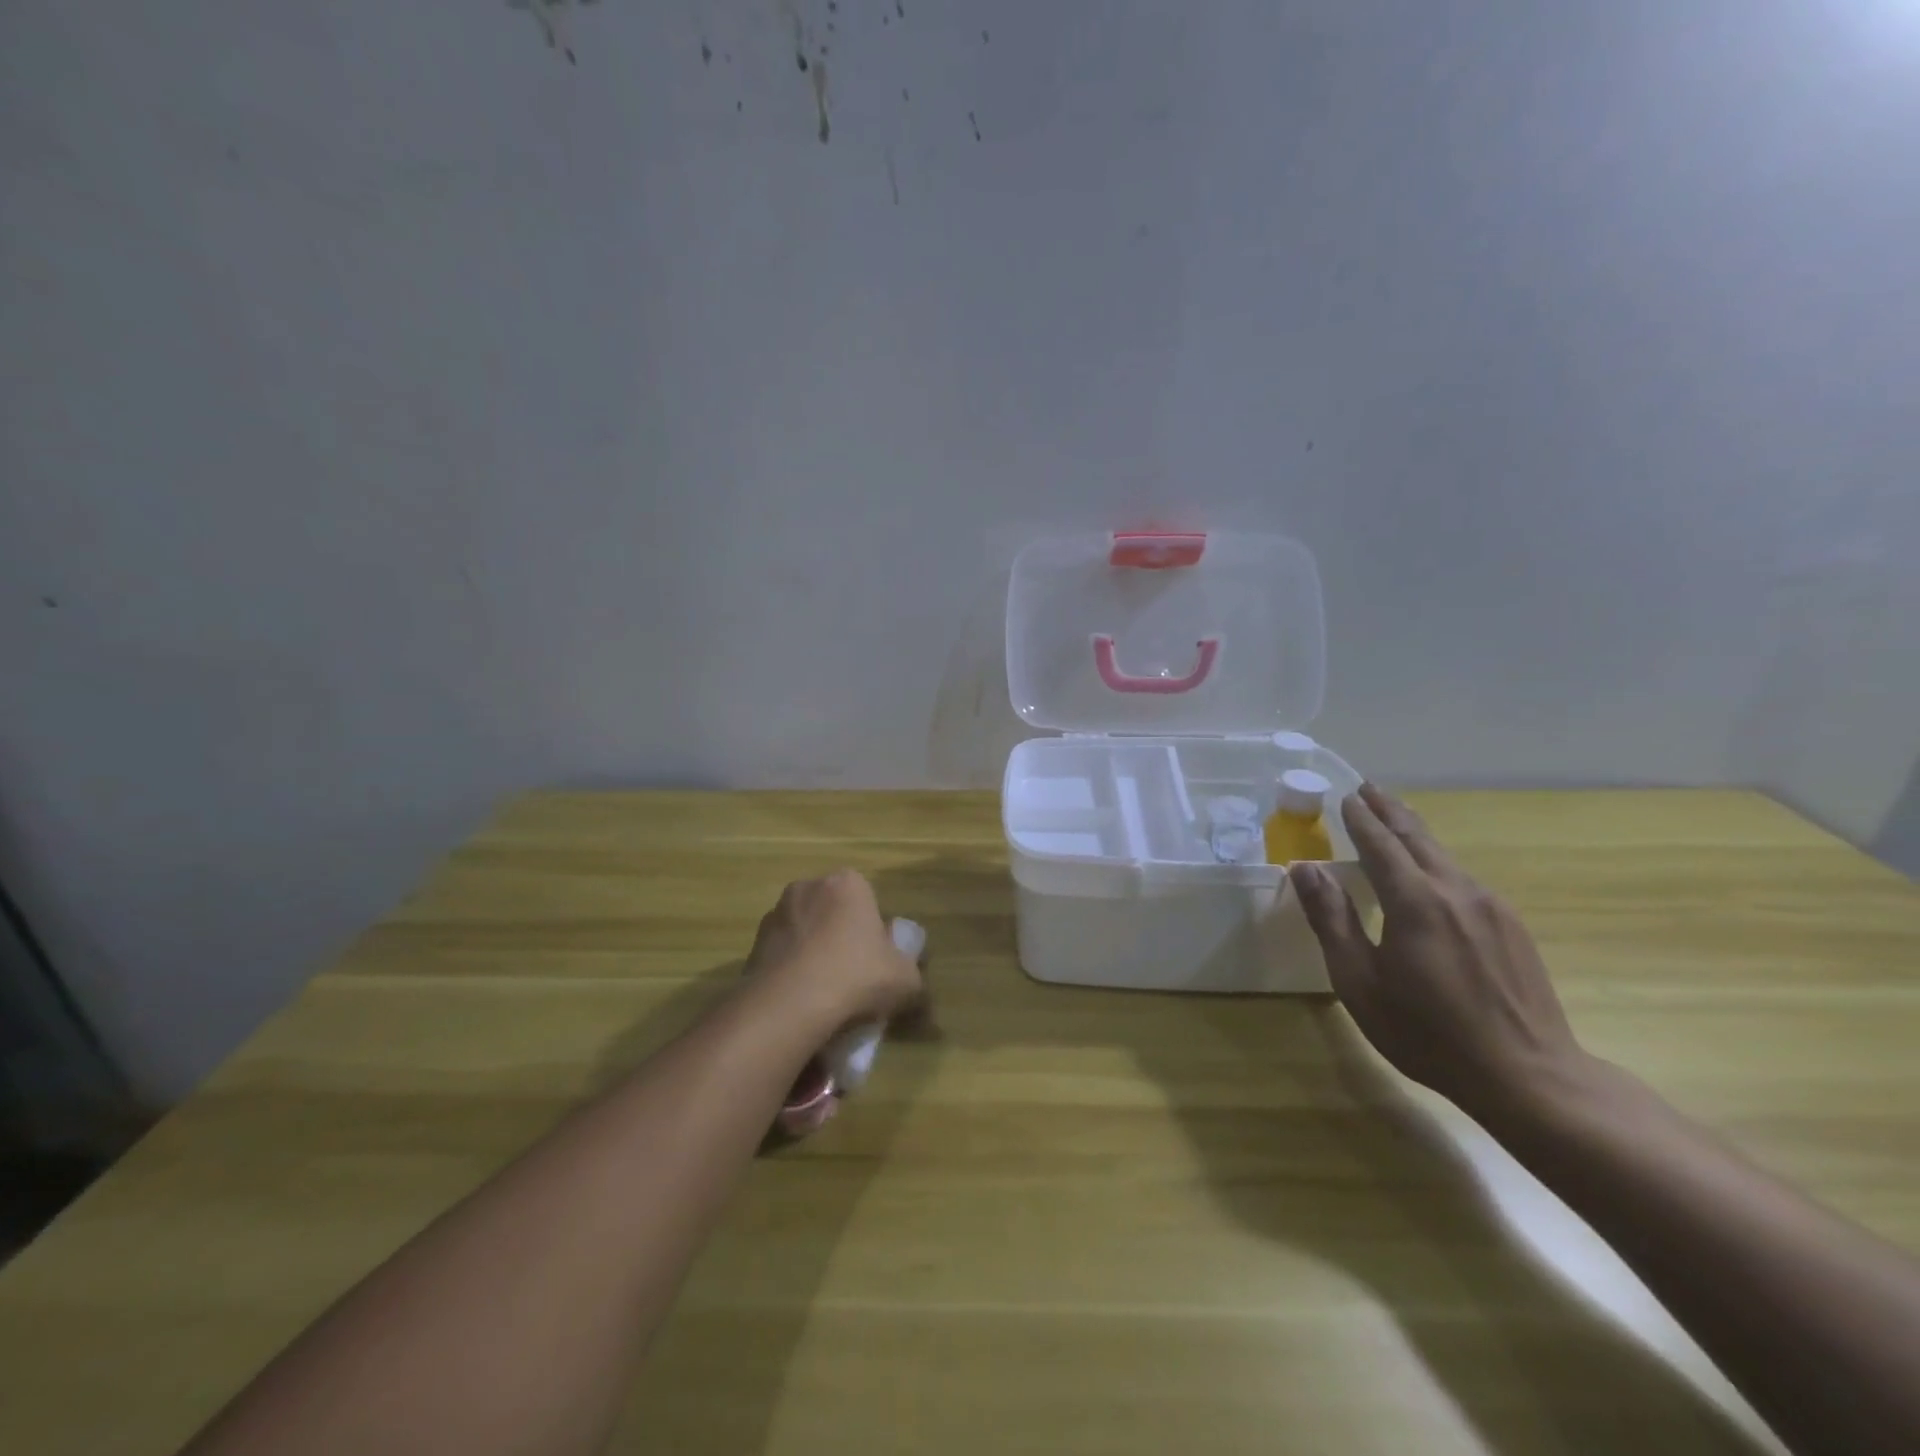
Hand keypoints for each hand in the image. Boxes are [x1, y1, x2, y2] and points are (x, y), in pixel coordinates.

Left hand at [745, 870, 925, 1027]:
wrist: (790, 1006)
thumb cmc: (856, 977)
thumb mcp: (906, 981)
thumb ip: (914, 978)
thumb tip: (914, 987)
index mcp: (848, 884)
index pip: (867, 899)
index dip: (874, 931)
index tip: (877, 961)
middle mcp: (808, 887)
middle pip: (833, 912)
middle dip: (841, 937)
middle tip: (854, 977)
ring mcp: (776, 914)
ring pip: (804, 932)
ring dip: (813, 953)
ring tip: (824, 995)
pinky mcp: (752, 944)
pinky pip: (781, 955)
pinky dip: (790, 971)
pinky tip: (800, 1001)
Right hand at [1291, 784, 1585, 1118]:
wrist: (1530, 1077)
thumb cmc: (1427, 1032)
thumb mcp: (1359, 981)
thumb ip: (1332, 919)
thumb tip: (1305, 869)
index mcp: (1415, 900)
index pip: (1380, 844)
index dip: (1360, 819)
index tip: (1346, 795)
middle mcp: (1456, 891)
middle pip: (1418, 838)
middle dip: (1390, 811)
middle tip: (1369, 789)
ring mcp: (1492, 907)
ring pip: (1444, 857)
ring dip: (1414, 834)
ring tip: (1394, 822)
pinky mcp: (1512, 928)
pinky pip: (1464, 880)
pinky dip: (1437, 863)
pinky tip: (1431, 875)